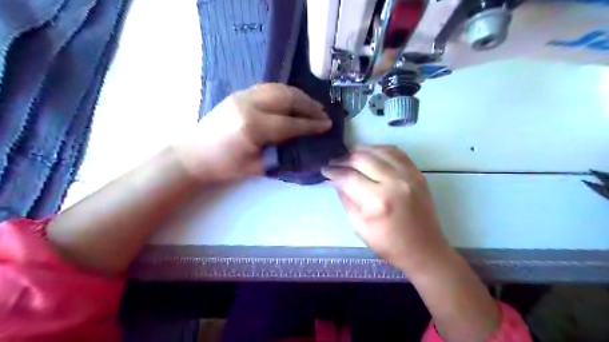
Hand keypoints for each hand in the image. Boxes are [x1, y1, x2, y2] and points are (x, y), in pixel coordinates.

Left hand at [174, 82, 331, 180]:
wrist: (194, 154)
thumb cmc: (224, 166)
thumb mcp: (256, 167)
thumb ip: (281, 153)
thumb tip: (304, 145)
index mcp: (253, 127)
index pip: (291, 123)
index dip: (311, 125)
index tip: (327, 125)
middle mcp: (249, 105)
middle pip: (288, 99)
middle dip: (309, 106)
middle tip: (324, 114)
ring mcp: (243, 95)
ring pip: (280, 88)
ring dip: (300, 96)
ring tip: (313, 105)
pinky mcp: (239, 93)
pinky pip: (269, 88)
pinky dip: (286, 92)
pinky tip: (294, 100)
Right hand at [324, 145, 450, 272]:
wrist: (424, 249)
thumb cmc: (388, 244)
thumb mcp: (359, 226)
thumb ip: (346, 199)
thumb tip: (334, 180)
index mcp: (378, 201)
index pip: (349, 177)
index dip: (334, 172)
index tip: (325, 170)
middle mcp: (394, 182)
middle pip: (362, 159)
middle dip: (343, 159)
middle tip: (334, 162)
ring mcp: (408, 175)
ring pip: (378, 151)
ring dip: (360, 151)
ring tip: (349, 156)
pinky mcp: (417, 173)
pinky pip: (396, 152)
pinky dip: (379, 149)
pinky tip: (370, 154)